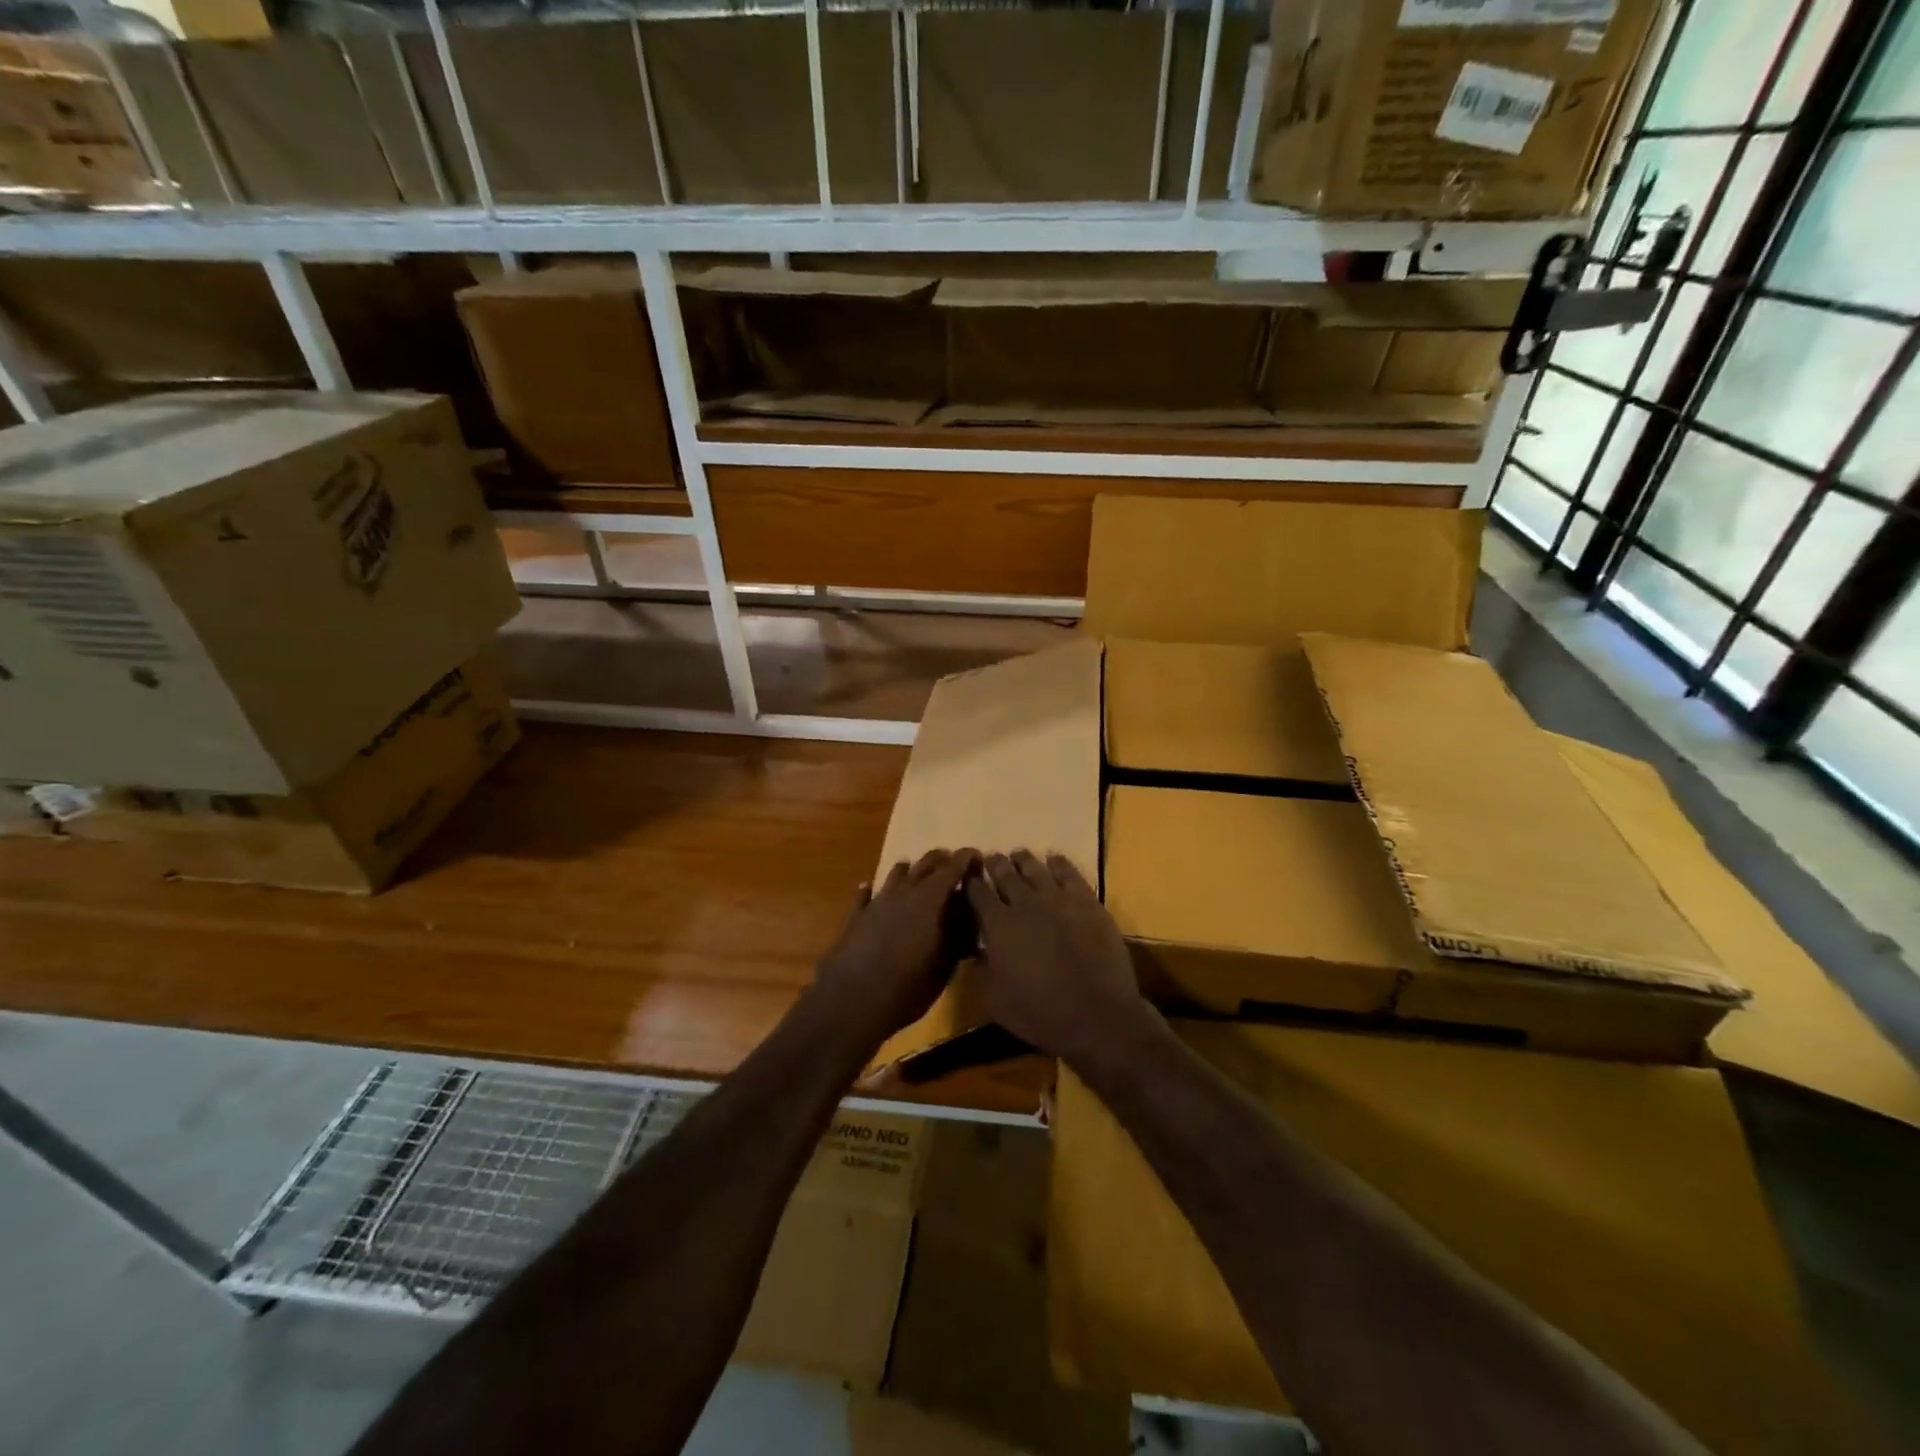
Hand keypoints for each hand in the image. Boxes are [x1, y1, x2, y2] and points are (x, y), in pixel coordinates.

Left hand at [813, 848, 979, 1039]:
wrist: (853, 999)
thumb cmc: (908, 985)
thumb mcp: (944, 966)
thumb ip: (957, 939)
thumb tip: (967, 924)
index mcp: (931, 899)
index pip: (953, 868)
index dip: (966, 859)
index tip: (976, 856)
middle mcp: (905, 892)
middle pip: (925, 864)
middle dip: (940, 860)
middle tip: (952, 860)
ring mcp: (878, 901)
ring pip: (896, 874)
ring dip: (909, 870)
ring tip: (916, 870)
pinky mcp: (856, 915)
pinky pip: (865, 894)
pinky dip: (871, 889)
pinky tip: (869, 887)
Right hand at [965, 850, 1157, 1069]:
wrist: (1096, 1014)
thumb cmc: (1039, 1013)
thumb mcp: (995, 1000)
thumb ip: (983, 970)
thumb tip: (978, 950)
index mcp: (998, 925)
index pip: (977, 893)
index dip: (970, 882)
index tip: (967, 874)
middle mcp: (1025, 903)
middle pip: (1005, 874)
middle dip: (995, 864)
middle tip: (991, 858)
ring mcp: (1058, 899)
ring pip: (1035, 869)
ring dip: (1024, 860)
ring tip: (1018, 854)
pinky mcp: (1087, 902)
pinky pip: (1070, 874)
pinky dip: (1059, 863)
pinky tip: (1054, 858)